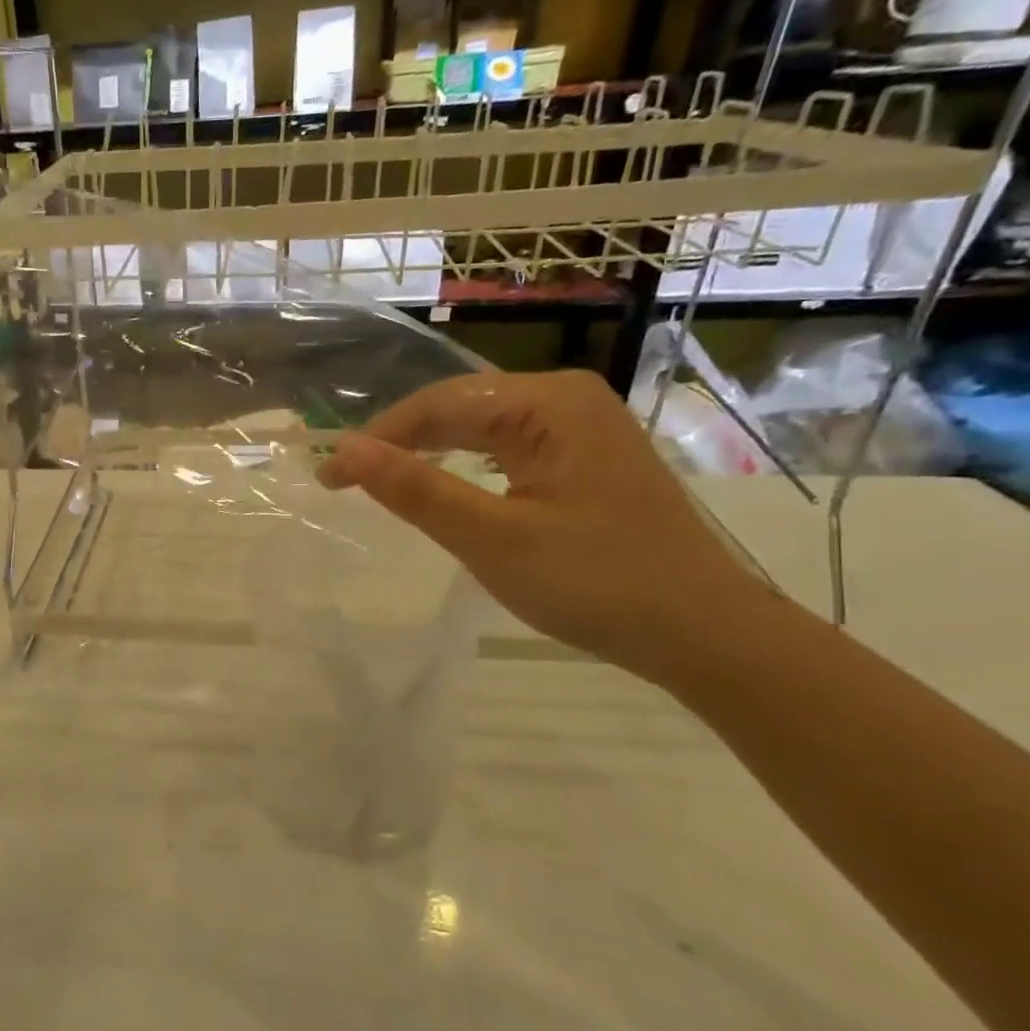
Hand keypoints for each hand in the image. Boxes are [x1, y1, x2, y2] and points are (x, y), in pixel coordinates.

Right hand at [318, 370, 771, 684]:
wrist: (703, 632)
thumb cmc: (595, 583)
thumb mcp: (491, 538)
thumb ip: (415, 490)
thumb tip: (344, 452)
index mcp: (549, 403)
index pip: (438, 404)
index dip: (375, 438)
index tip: (326, 477)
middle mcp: (567, 398)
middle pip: (460, 407)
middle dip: (400, 442)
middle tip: (346, 482)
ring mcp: (584, 426)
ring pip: (482, 427)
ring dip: (429, 451)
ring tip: (382, 480)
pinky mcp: (588, 457)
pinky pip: (507, 446)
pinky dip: (465, 463)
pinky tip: (445, 483)